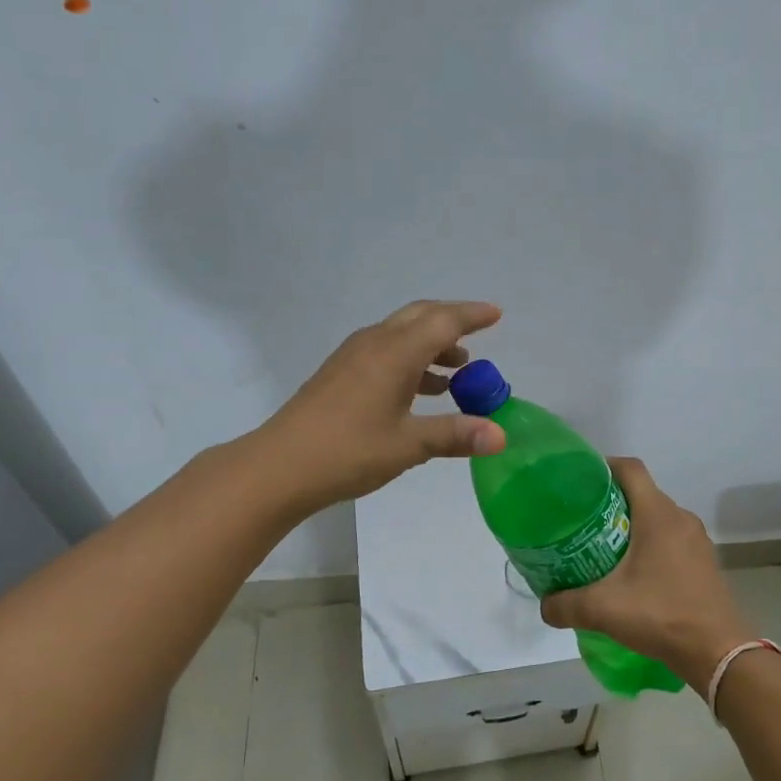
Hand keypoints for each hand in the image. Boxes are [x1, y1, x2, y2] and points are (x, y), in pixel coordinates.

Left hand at [258, 300, 506, 510]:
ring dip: (431, 345)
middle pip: (420, 317)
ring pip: (401, 335)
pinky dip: (410, 361)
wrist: (280, 466)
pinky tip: (420, 391)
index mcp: (395, 353)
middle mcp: (374, 344)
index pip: (443, 322)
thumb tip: (500, 436)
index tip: (496, 314)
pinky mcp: (340, 374)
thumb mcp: (408, 444)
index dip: (472, 316)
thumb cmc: (349, 451)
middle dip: (451, 321)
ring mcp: (353, 357)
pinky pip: (385, 352)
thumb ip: (455, 435)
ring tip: (457, 372)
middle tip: (479, 334)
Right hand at [539, 458, 749, 694]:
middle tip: (582, 520)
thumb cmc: (661, 615)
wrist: (717, 652)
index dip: (603, 466)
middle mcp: (680, 518)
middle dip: (611, 501)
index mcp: (658, 515)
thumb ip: (565, 605)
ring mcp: (697, 540)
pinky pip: (671, 539)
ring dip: (632, 525)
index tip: (579, 481)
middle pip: (642, 493)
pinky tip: (633, 573)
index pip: (630, 469)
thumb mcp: (603, 610)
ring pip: (657, 518)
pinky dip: (650, 545)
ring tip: (603, 546)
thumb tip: (544, 606)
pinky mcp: (704, 562)